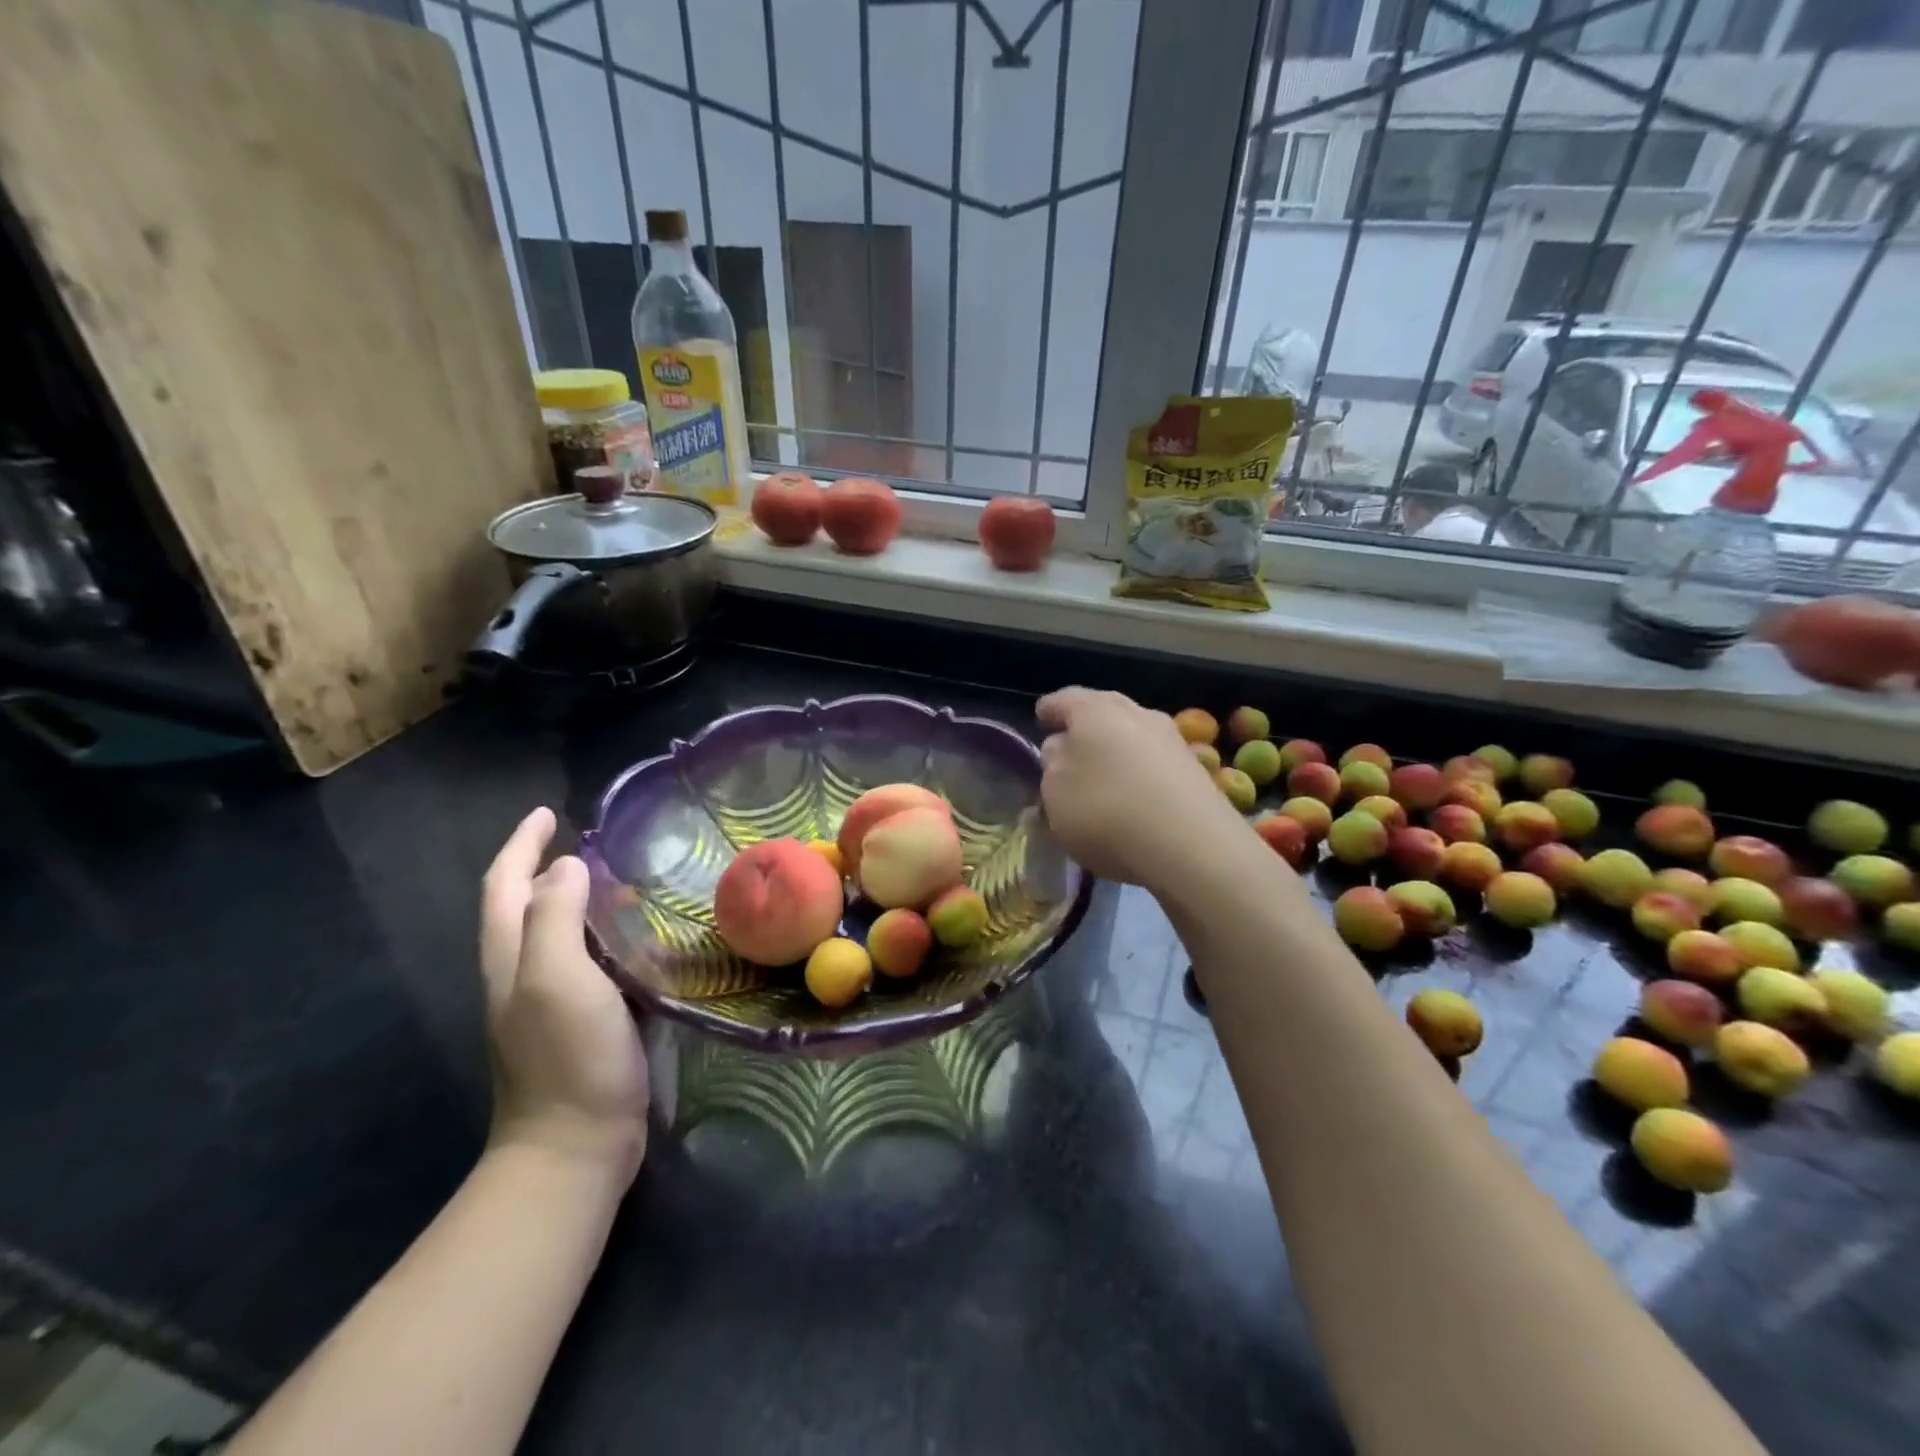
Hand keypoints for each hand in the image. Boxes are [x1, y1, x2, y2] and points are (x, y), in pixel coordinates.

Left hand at [480, 808, 649, 1184]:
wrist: (575, 1145)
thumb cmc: (568, 1056)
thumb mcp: (556, 978)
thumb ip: (555, 917)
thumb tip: (567, 865)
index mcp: (510, 957)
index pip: (506, 884)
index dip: (522, 845)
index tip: (548, 812)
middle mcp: (523, 973)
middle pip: (526, 905)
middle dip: (549, 866)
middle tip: (597, 843)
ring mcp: (551, 1000)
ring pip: (560, 932)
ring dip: (582, 899)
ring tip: (626, 880)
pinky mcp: (583, 1020)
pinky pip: (591, 961)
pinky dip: (607, 935)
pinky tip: (641, 936)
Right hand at [1036, 687, 1247, 888]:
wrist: (1191, 844)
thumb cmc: (1105, 810)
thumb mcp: (1055, 793)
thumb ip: (1053, 765)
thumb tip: (1061, 748)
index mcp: (1094, 710)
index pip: (1065, 700)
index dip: (1050, 708)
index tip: (1040, 715)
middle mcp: (1136, 713)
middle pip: (1105, 710)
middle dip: (1086, 724)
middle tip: (1070, 740)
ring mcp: (1171, 739)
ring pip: (1134, 733)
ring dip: (1116, 747)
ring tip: (1102, 771)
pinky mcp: (1194, 770)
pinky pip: (1155, 760)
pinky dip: (1139, 770)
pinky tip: (1133, 792)